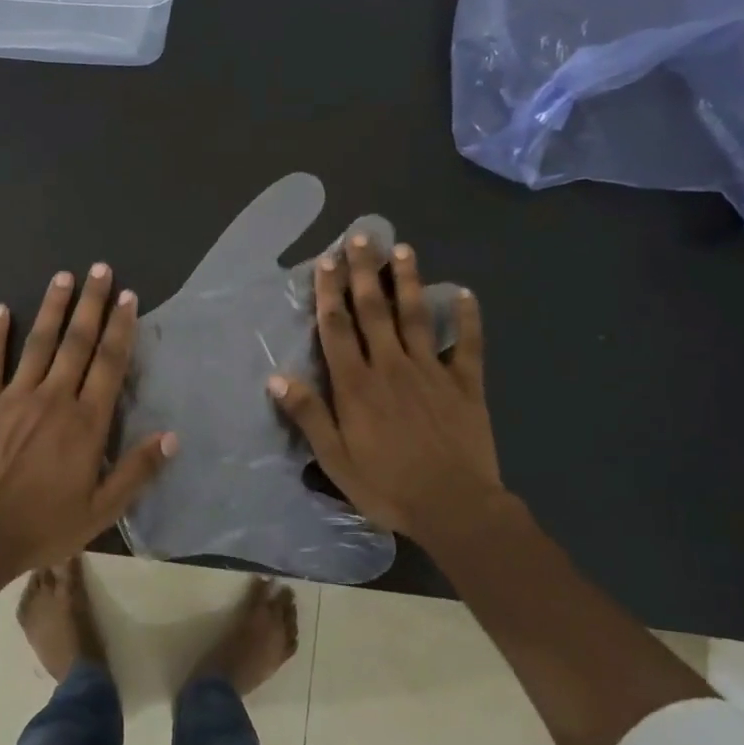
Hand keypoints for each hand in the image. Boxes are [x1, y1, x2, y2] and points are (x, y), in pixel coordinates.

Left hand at [0, 264, 175, 573]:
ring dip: (53, 308)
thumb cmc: (45, 525)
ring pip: (38, 343)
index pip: (109, 364)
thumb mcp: (101, 509)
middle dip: (91, 304)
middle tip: (100, 269)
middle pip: (77, 342)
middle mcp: (54, 398)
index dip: (121, 328)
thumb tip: (172, 437)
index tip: (128, 297)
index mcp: (86, 422)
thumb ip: (137, 471)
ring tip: (63, 276)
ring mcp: (15, 397)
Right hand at [267, 238, 506, 550]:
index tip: (326, 261)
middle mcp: (392, 367)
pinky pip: (466, 344)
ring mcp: (432, 372)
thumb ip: (309, 415)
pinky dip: (466, 318)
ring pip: (416, 316)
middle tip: (361, 237)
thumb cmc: (387, 486)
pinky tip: (463, 293)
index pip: (338, 328)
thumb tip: (277, 377)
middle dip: (365, 272)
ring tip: (402, 249)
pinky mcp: (466, 384)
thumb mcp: (335, 459)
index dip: (329, 293)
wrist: (454, 507)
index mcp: (357, 385)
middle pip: (374, 311)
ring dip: (407, 281)